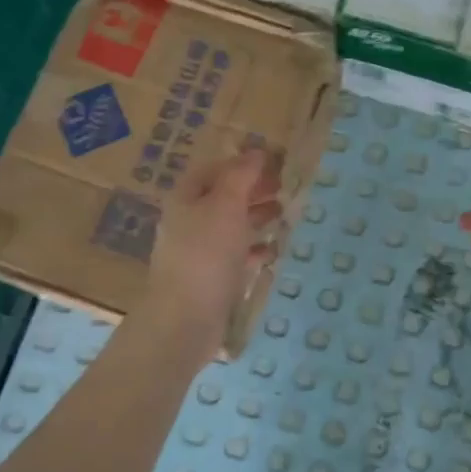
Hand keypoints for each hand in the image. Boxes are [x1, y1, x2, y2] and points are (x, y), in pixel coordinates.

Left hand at [138, 149, 281, 352]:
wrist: (185, 320)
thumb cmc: (206, 255)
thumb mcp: (225, 206)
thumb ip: (241, 177)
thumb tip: (255, 152)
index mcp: (186, 199)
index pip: (213, 170)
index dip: (242, 163)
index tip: (274, 163)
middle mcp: (189, 222)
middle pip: (223, 197)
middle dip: (253, 191)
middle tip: (285, 188)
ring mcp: (199, 253)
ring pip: (231, 226)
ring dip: (256, 218)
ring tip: (284, 214)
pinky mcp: (211, 279)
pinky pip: (235, 257)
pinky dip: (254, 250)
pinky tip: (272, 250)